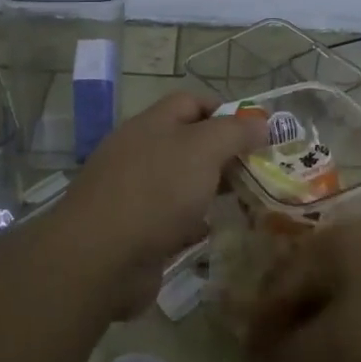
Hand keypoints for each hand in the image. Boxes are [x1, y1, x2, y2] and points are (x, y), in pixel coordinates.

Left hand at [61, 91, 268, 311]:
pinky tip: (213, 231)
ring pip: (182, 183)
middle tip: (259, 170)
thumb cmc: (156, 192)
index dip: (225, 111)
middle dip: (224, 154)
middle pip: (189, 143)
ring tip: (245, 201)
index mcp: (152, 124)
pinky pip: (172, 219)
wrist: (99, 259)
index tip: (257, 132)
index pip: (191, 102)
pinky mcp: (135, 230)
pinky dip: (193, 222)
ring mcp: (134, 193)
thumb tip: (261, 122)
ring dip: (211, 189)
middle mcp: (140, 153)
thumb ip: (234, 132)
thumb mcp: (203, 149)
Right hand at [244, 216, 360, 361]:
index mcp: (333, 244)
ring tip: (332, 352)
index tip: (252, 358)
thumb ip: (298, 358)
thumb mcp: (344, 348)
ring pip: (351, 281)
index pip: (281, 284)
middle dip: (296, 319)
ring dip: (332, 317)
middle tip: (288, 358)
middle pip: (314, 278)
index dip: (262, 324)